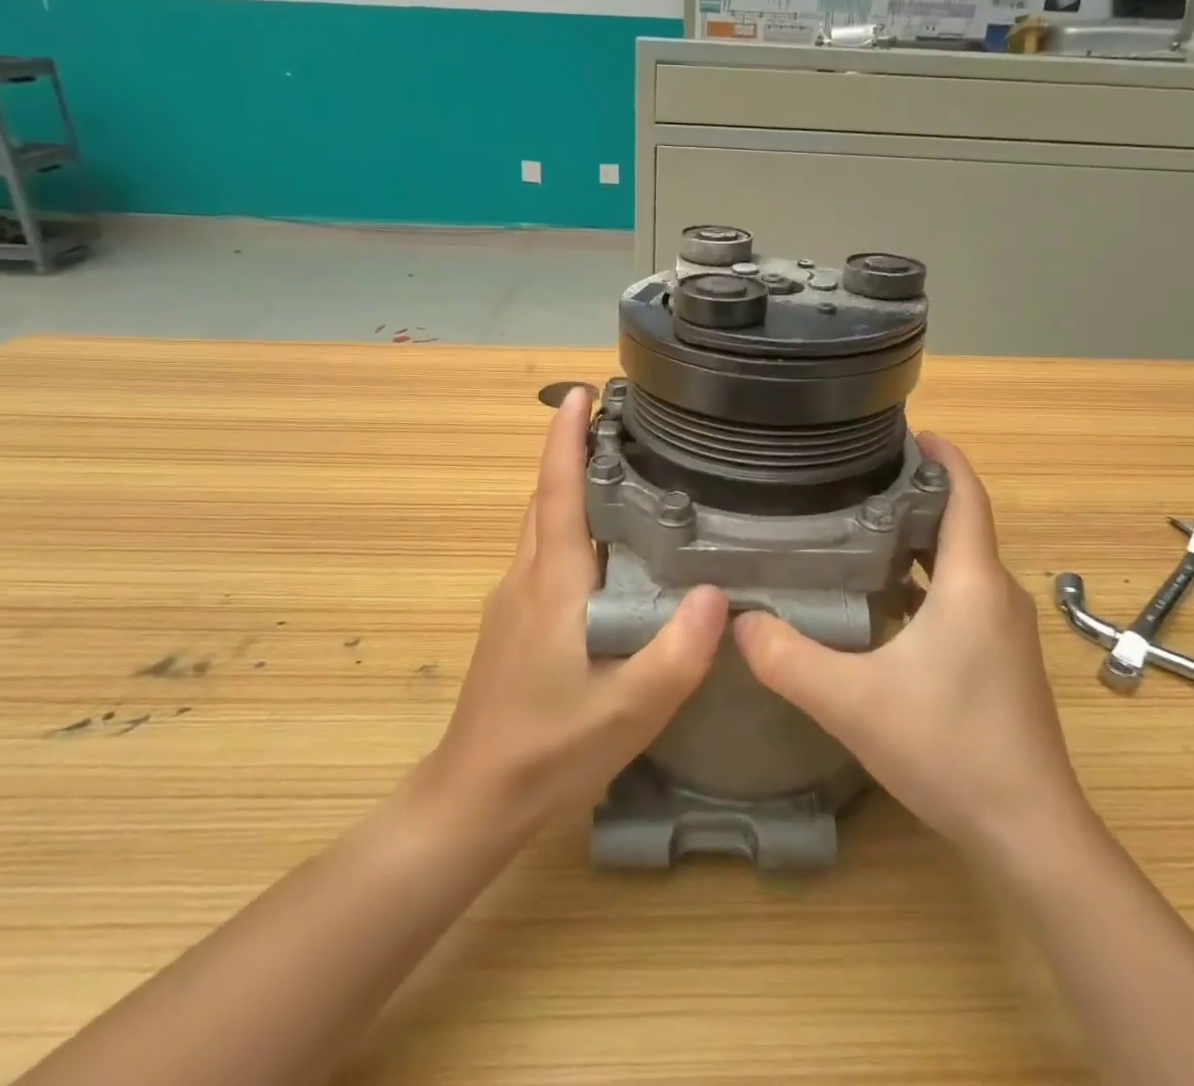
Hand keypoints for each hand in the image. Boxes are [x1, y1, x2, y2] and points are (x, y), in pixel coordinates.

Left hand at [423, 389, 726, 836]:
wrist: (473, 800)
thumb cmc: (548, 751)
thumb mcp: (628, 711)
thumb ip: (676, 654)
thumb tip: (720, 593)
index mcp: (552, 584)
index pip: (557, 492)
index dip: (565, 440)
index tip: (577, 393)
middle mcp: (526, 579)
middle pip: (545, 499)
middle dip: (571, 453)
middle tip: (619, 425)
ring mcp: (512, 602)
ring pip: (541, 528)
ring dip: (568, 489)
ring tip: (619, 474)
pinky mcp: (511, 624)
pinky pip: (542, 555)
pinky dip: (567, 527)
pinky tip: (605, 550)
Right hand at [732, 434, 1085, 856]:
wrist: (1028, 832)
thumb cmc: (948, 748)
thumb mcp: (851, 702)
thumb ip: (787, 658)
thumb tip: (738, 622)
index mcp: (972, 583)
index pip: (966, 496)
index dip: (944, 458)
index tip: (910, 432)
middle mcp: (996, 596)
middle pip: (961, 524)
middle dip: (917, 495)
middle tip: (858, 481)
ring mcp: (1004, 631)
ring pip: (961, 564)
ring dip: (920, 541)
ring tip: (861, 530)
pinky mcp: (1002, 661)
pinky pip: (964, 597)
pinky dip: (928, 581)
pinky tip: (885, 602)